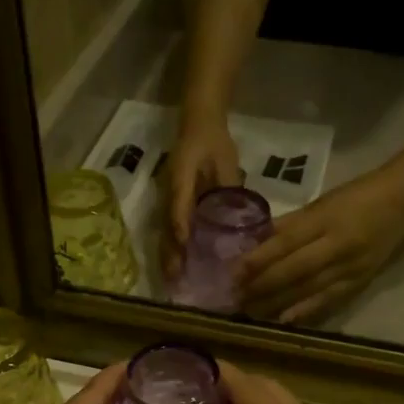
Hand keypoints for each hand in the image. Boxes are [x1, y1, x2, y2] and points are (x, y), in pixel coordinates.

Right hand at [160, 117, 243, 279]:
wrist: (200, 124)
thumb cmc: (214, 142)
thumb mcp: (226, 161)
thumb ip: (229, 186)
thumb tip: (238, 215)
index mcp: (181, 179)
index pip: (178, 207)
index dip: (181, 227)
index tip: (184, 248)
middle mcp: (170, 192)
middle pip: (167, 226)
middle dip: (170, 253)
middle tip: (174, 279)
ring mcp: (169, 198)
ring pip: (166, 231)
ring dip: (169, 254)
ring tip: (172, 279)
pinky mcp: (175, 203)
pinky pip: (172, 227)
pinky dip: (174, 246)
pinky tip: (179, 264)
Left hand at [238, 169, 403, 324]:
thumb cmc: (356, 197)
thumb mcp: (320, 203)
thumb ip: (289, 224)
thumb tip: (255, 242)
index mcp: (325, 219)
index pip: (286, 242)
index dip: (258, 259)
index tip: (233, 272)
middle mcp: (338, 245)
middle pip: (294, 270)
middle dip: (262, 286)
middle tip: (235, 297)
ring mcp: (351, 267)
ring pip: (308, 289)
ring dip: (277, 303)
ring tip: (251, 311)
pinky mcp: (360, 282)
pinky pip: (329, 300)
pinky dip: (305, 311)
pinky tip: (284, 320)